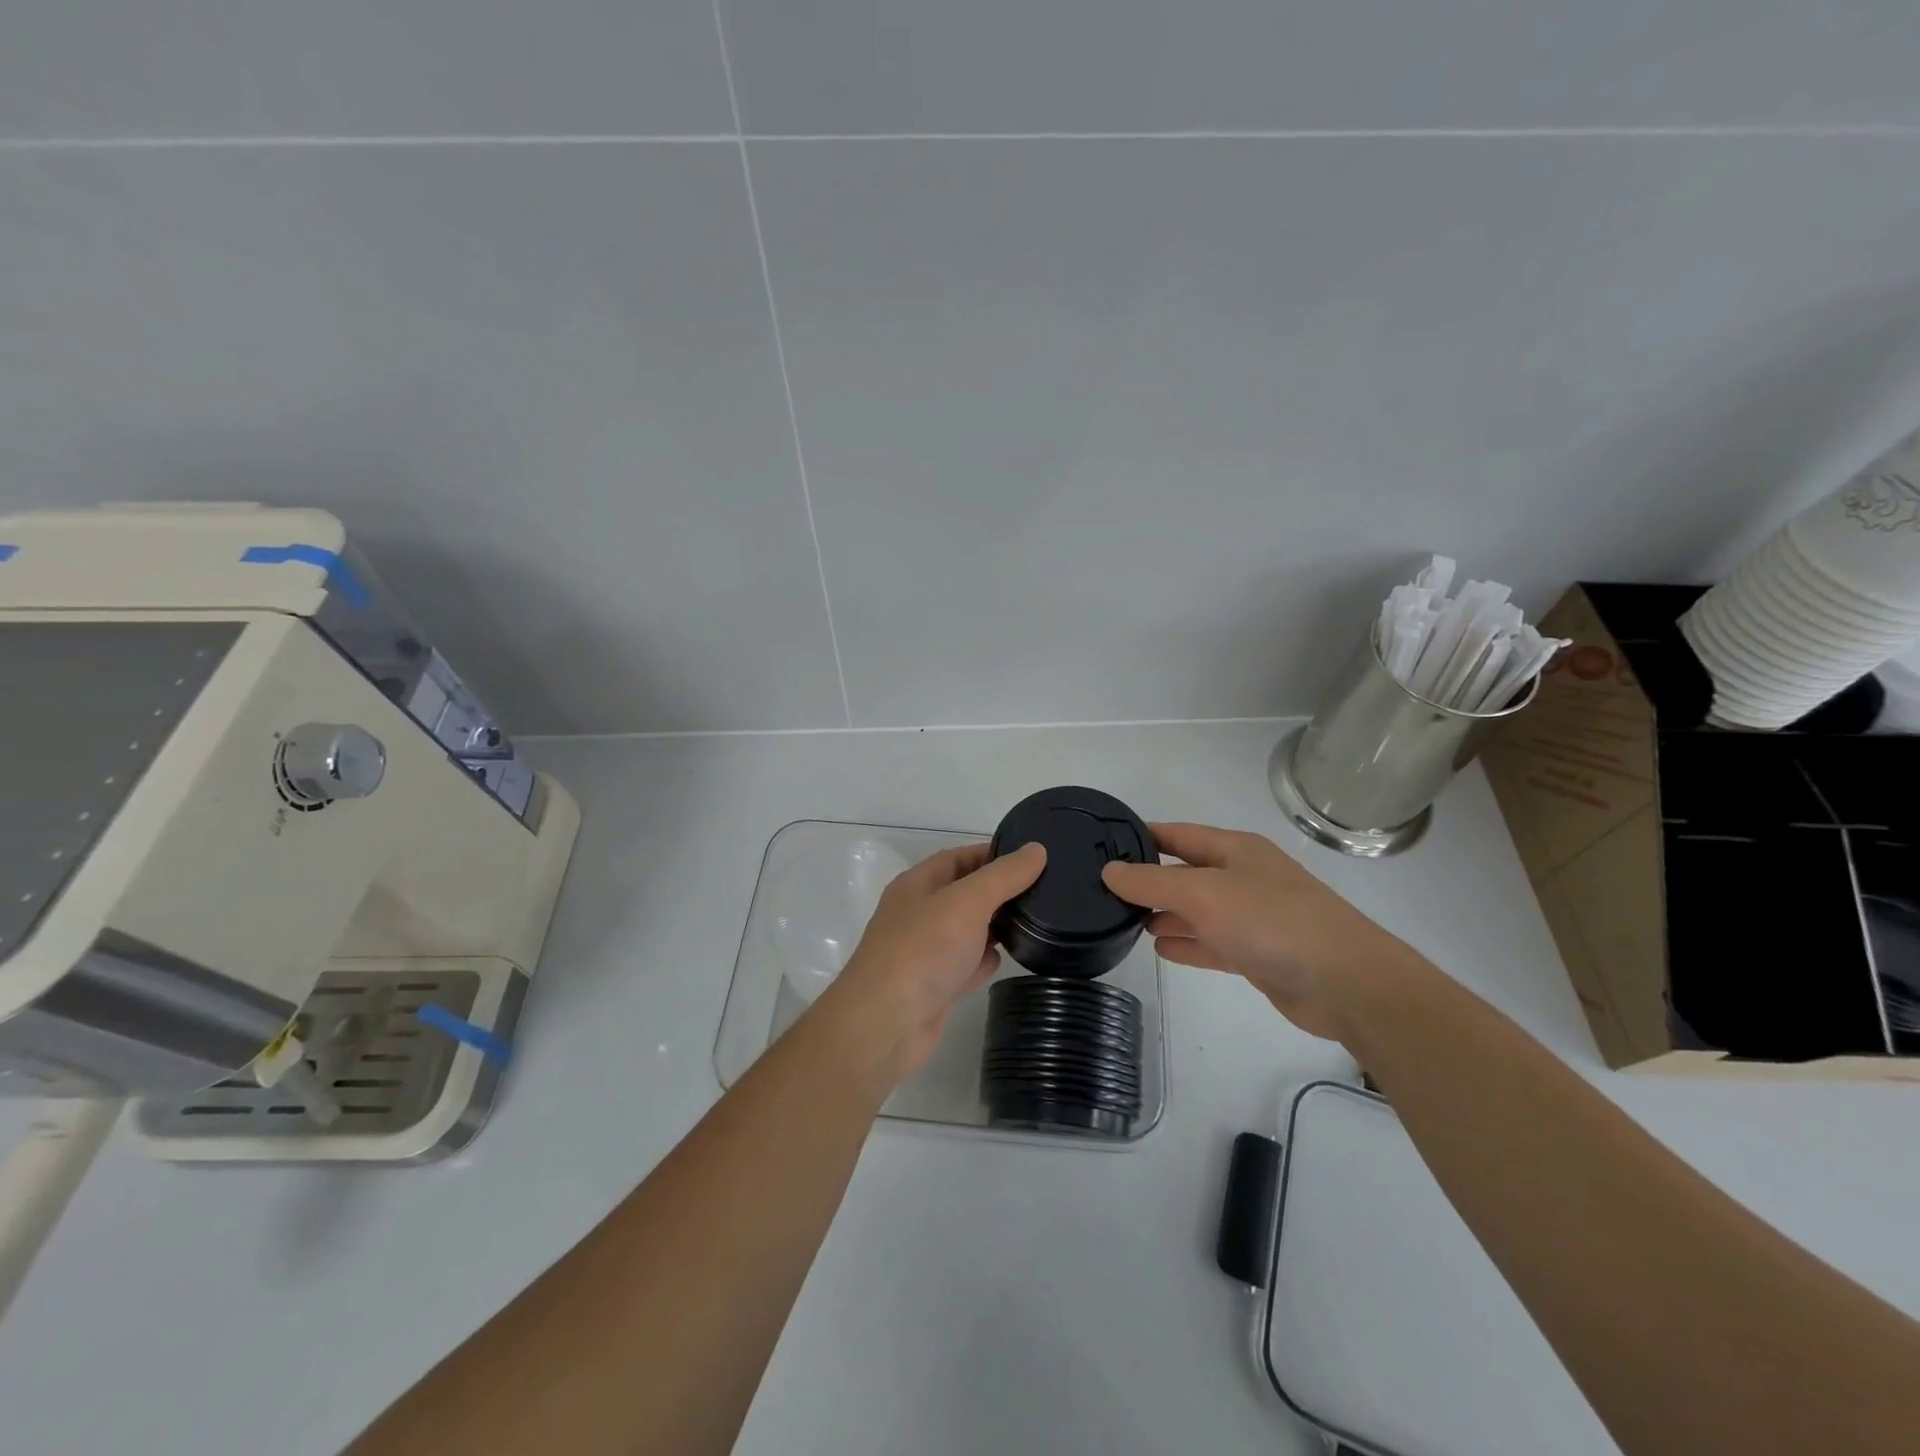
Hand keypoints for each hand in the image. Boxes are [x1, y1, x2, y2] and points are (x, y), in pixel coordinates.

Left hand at [821, 841, 1046, 1086]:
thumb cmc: (924, 950)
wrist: (886, 1024)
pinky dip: (984, 962)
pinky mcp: (935, 986)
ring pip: (968, 930)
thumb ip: (1004, 876)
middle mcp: (919, 913)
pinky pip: (966, 964)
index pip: (959, 857)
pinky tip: (1007, 961)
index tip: (1033, 858)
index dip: (994, 854)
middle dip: (1000, 892)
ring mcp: (926, 952)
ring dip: (995, 927)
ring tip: (1038, 922)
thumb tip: (1037, 849)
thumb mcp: (967, 901)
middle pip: (965, 893)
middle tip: (1045, 891)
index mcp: (918, 884)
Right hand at [1102, 822, 1431, 1042]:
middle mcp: (1243, 877)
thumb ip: (1151, 882)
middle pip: (1186, 872)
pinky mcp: (1258, 953)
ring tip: (1126, 921)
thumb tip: (1109, 870)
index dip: (1141, 837)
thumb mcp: (1202, 893)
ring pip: (1198, 910)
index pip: (1177, 834)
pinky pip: (1212, 943)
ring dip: (1166, 914)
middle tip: (1105, 891)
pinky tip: (1160, 949)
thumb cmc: (1270, 922)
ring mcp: (1252, 916)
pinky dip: (1187, 943)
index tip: (1102, 844)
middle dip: (1149, 880)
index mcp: (1235, 849)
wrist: (1346, 982)